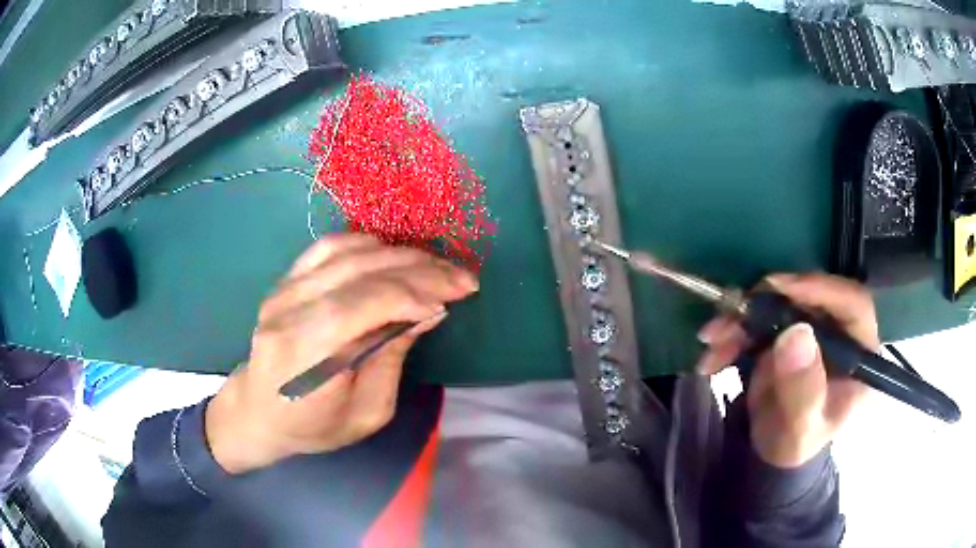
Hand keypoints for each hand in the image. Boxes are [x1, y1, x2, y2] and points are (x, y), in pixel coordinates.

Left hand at [205, 234, 478, 473]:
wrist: (257, 411)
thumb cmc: (313, 426)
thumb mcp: (367, 413)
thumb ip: (392, 357)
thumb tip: (428, 312)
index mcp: (307, 356)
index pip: (364, 304)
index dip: (414, 293)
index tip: (453, 298)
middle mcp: (290, 312)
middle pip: (360, 271)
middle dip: (420, 269)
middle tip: (462, 277)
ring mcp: (283, 291)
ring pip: (348, 251)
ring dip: (401, 254)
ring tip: (436, 266)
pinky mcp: (284, 281)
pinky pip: (329, 246)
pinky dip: (368, 244)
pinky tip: (394, 255)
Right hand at [696, 273, 877, 467]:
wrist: (774, 448)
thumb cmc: (796, 444)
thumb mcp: (800, 428)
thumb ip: (803, 390)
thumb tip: (796, 334)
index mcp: (859, 352)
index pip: (852, 304)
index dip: (820, 289)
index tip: (780, 289)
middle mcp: (839, 330)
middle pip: (810, 296)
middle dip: (765, 304)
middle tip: (730, 316)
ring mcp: (812, 327)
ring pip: (779, 303)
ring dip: (741, 319)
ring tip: (711, 342)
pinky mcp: (787, 328)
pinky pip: (759, 318)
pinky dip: (733, 332)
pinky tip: (712, 354)